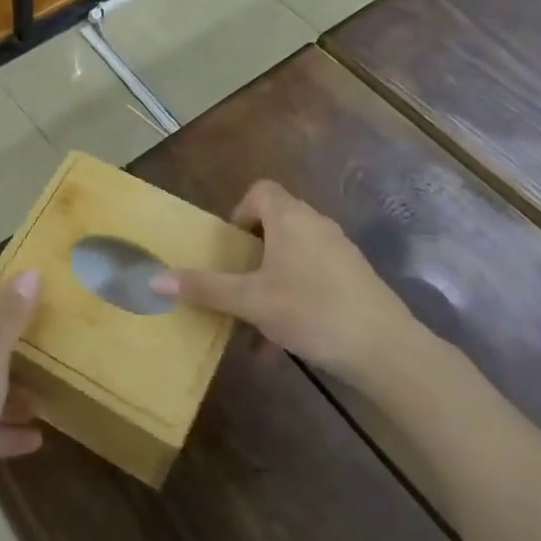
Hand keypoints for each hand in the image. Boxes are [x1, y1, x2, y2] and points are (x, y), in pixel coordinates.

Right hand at [153, 181, 420, 378]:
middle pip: (275, 225)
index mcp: (290, 218)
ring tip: (253, 326)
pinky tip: (282, 346)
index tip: (229, 247)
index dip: (239, 213)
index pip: (260, 191)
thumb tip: (154, 278)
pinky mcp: (355, 280)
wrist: (387, 349)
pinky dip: (293, 300)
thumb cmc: (311, 311)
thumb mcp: (251, 302)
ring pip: (293, 258)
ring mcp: (339, 253)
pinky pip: (313, 279)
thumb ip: (205, 288)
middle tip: (235, 284)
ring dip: (269, 285)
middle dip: (250, 256)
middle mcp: (316, 225)